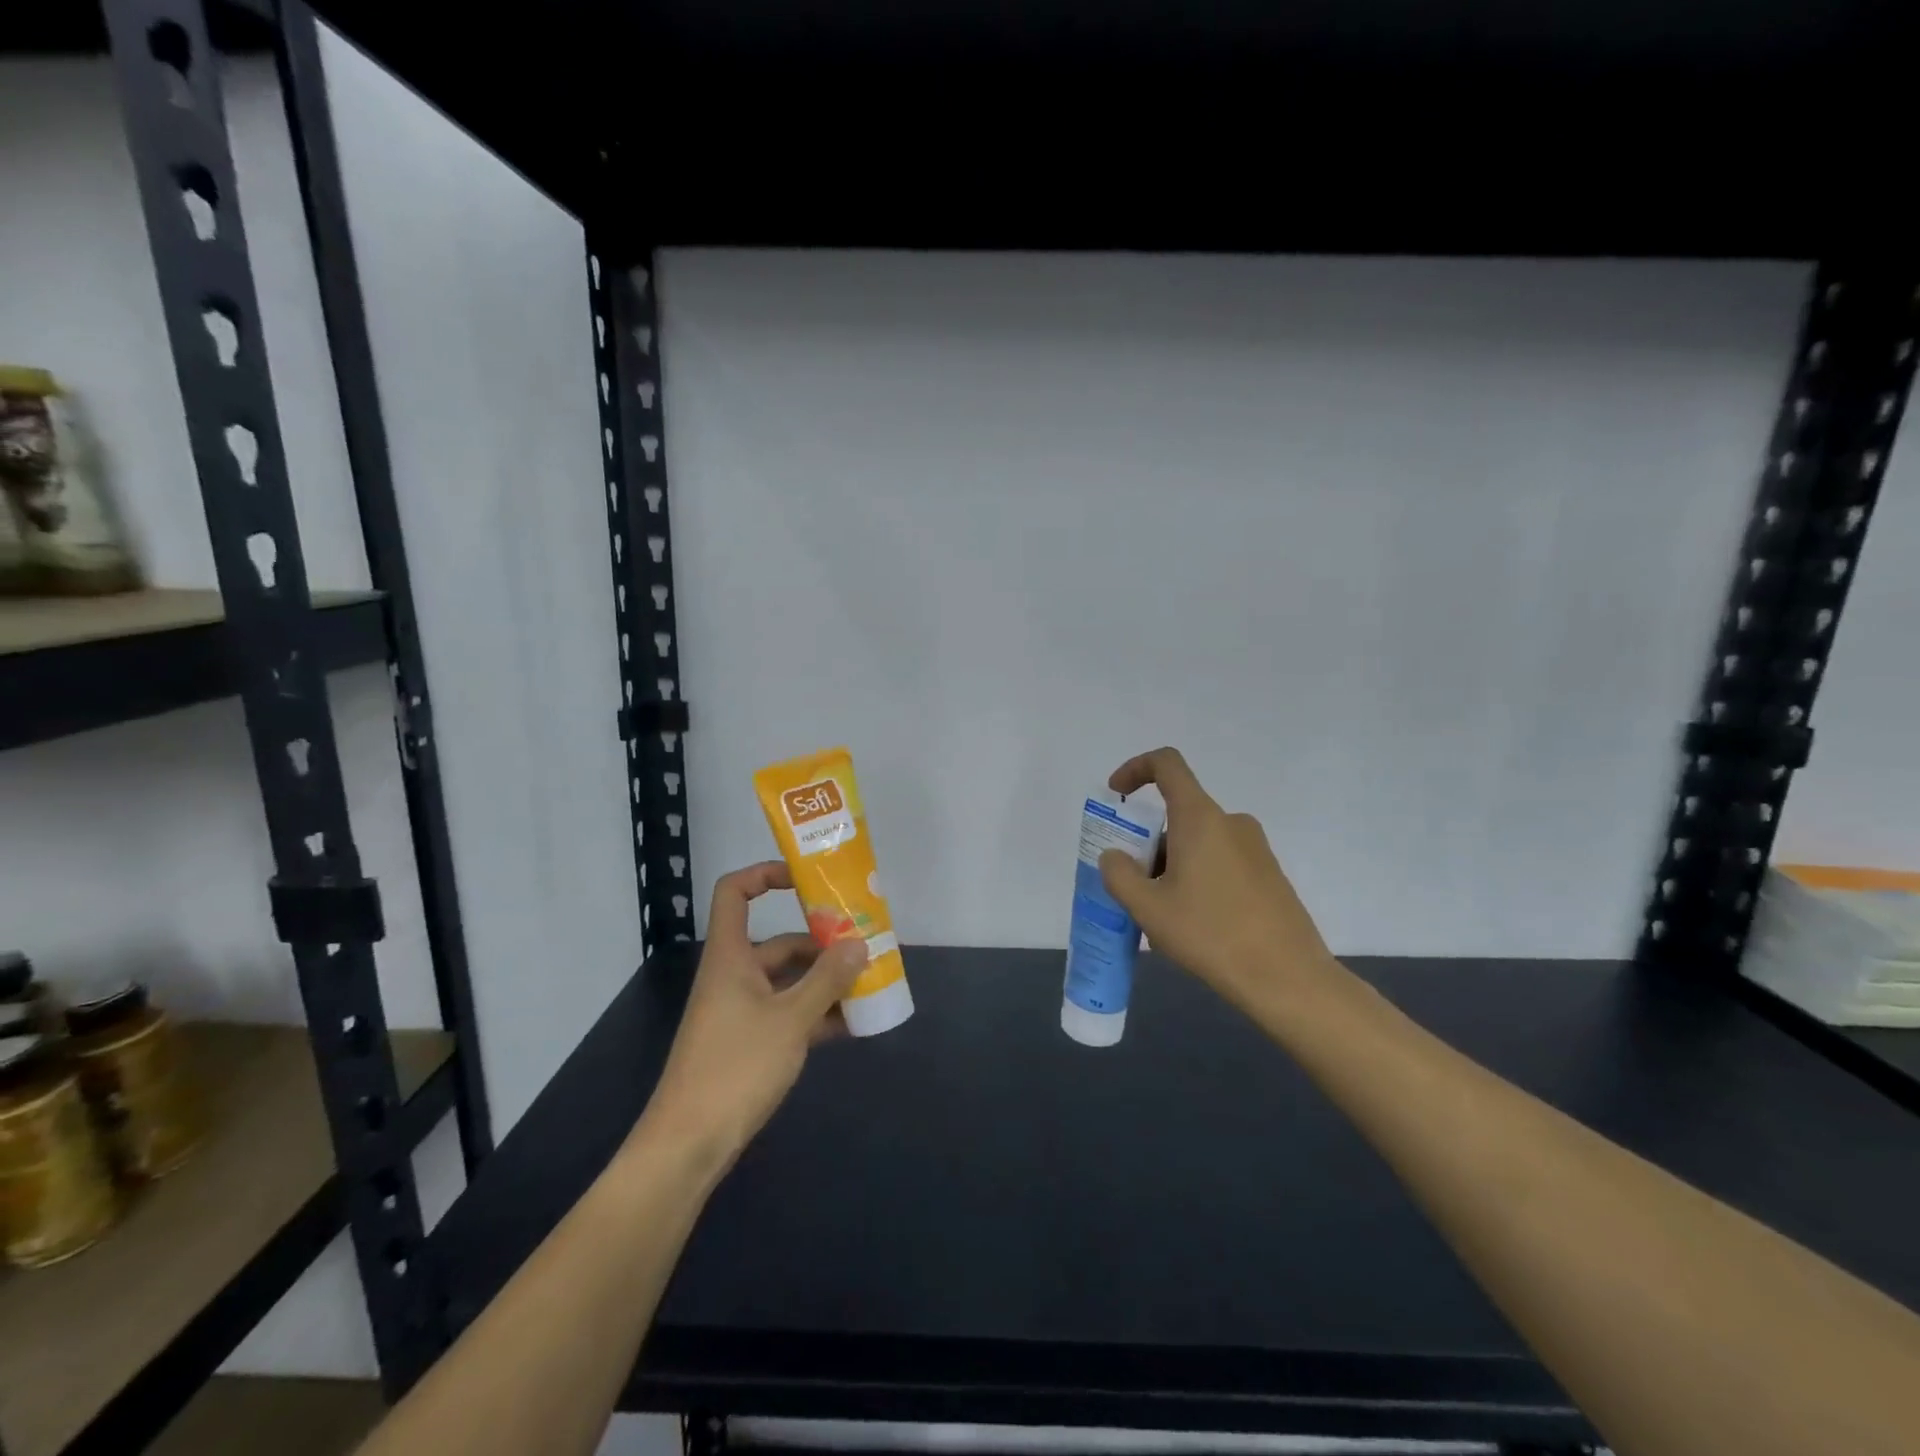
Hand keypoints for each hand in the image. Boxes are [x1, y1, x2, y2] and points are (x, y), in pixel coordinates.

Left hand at [638, 861, 868, 1168]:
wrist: (690, 1145)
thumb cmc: (736, 1067)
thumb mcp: (790, 1019)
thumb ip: (827, 980)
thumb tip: (859, 944)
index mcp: (731, 957)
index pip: (735, 893)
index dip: (765, 875)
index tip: (806, 879)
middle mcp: (735, 976)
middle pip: (779, 942)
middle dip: (822, 943)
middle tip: (866, 944)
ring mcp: (742, 1011)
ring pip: (789, 981)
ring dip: (826, 981)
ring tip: (870, 983)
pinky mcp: (749, 1043)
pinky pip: (789, 1014)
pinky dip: (817, 1014)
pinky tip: (853, 1023)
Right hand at [1098, 747, 1338, 1016]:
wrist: (1287, 978)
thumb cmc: (1211, 934)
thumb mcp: (1148, 908)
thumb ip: (1119, 875)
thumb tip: (1115, 857)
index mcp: (1200, 818)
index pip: (1167, 764)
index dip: (1135, 769)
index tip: (1117, 796)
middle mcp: (1231, 822)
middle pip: (1178, 813)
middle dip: (1148, 842)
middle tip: (1136, 886)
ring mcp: (1255, 848)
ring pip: (1198, 841)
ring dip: (1171, 864)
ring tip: (1163, 915)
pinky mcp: (1269, 874)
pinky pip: (1221, 860)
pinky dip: (1198, 877)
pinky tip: (1196, 924)